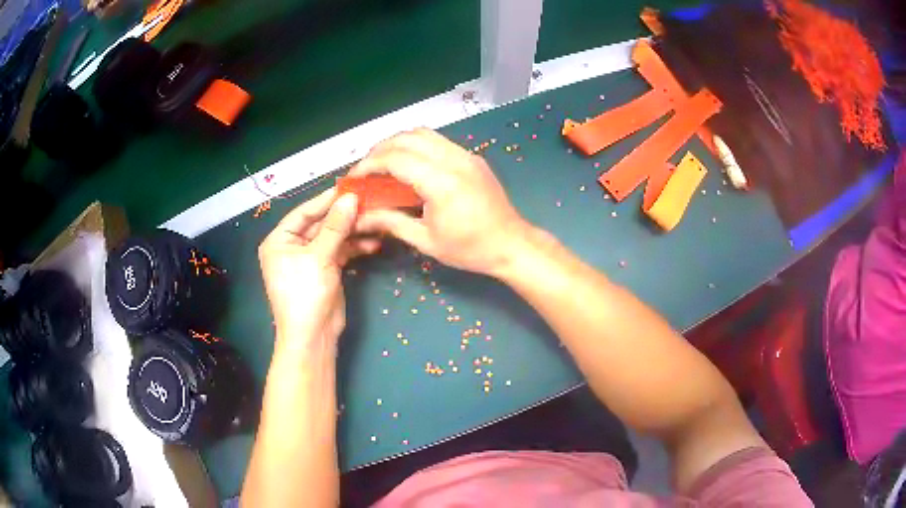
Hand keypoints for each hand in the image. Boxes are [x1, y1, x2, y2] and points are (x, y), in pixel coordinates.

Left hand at [258, 190, 378, 356]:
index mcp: (280, 240)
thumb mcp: (319, 257)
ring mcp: (310, 258)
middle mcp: (292, 246)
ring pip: (333, 237)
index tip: (350, 187)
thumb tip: (351, 197)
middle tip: (369, 202)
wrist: (313, 336)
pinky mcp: (325, 269)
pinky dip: (355, 247)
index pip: (304, 212)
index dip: (326, 200)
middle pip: (321, 223)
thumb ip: (335, 226)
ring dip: (353, 231)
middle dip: (344, 216)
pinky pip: (340, 251)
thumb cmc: (305, 294)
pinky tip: (373, 243)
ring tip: (376, 221)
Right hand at [352, 128, 529, 276]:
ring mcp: (466, 155)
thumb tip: (360, 217)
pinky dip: (417, 145)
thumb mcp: (426, 241)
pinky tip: (410, 164)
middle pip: (407, 138)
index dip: (369, 164)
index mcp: (442, 183)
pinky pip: (438, 141)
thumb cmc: (470, 249)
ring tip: (383, 163)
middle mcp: (454, 160)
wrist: (512, 244)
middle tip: (365, 169)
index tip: (354, 177)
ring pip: (424, 133)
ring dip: (398, 143)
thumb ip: (391, 222)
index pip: (396, 159)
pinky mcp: (472, 157)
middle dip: (380, 149)